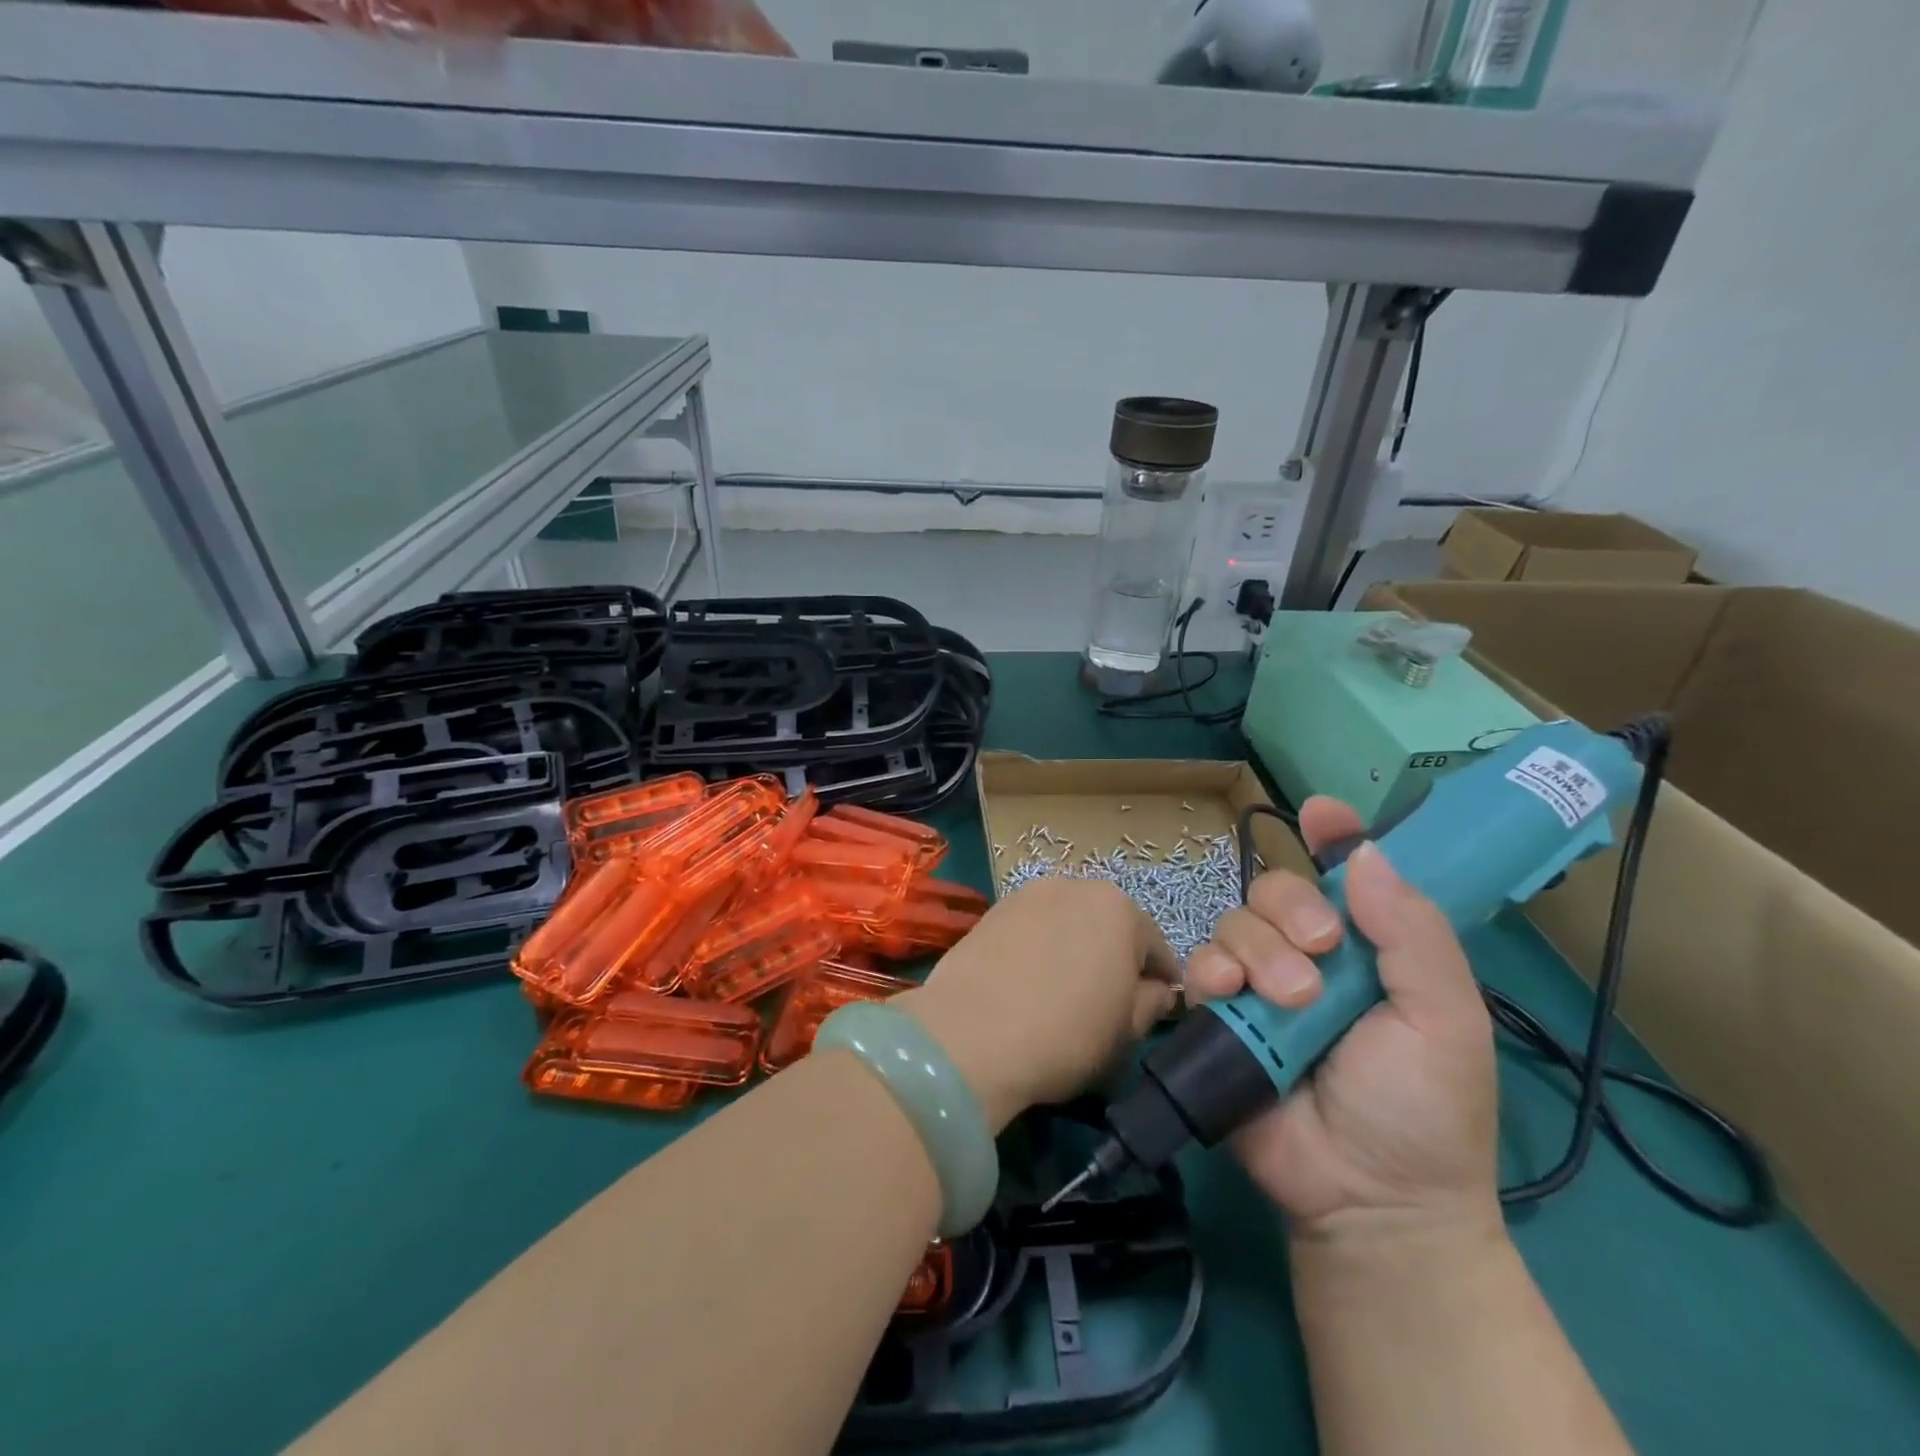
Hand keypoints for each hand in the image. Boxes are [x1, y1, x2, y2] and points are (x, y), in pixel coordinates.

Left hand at [899, 879, 1180, 1131]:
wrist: (970, 1034)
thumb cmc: (1066, 1033)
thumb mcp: (1127, 1031)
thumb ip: (1151, 1003)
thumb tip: (1156, 990)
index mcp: (1119, 908)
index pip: (1156, 948)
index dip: (1160, 984)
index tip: (1154, 1012)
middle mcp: (1074, 885)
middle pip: (1108, 926)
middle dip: (1113, 959)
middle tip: (1106, 1004)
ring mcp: (1027, 894)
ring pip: (1066, 924)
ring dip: (1072, 949)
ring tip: (1060, 993)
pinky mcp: (990, 911)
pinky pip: (1030, 931)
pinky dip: (1036, 950)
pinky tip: (1026, 984)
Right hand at [1186, 797, 1499, 1243]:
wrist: (1368, 1198)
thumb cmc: (1423, 1107)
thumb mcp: (1446, 1020)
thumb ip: (1413, 934)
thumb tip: (1366, 853)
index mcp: (1370, 949)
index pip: (1346, 875)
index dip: (1333, 837)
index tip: (1321, 813)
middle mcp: (1310, 956)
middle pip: (1275, 888)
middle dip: (1291, 907)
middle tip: (1321, 950)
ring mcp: (1260, 983)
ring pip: (1235, 921)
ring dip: (1258, 949)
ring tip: (1289, 1001)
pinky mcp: (1220, 1013)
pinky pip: (1200, 965)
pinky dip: (1211, 969)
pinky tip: (1230, 992)